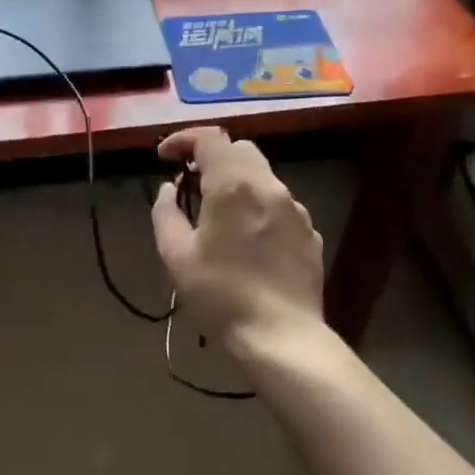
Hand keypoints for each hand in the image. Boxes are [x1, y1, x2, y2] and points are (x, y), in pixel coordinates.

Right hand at [151, 128, 326, 354]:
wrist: (281, 336)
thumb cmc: (220, 294)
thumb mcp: (176, 255)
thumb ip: (166, 212)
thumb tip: (170, 189)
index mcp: (233, 186)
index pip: (209, 138)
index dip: (183, 140)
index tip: (165, 158)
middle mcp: (268, 186)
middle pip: (239, 148)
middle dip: (211, 156)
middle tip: (190, 181)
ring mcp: (295, 209)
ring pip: (262, 174)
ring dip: (235, 180)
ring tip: (216, 211)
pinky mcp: (309, 232)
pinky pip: (278, 203)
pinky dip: (256, 204)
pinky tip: (246, 237)